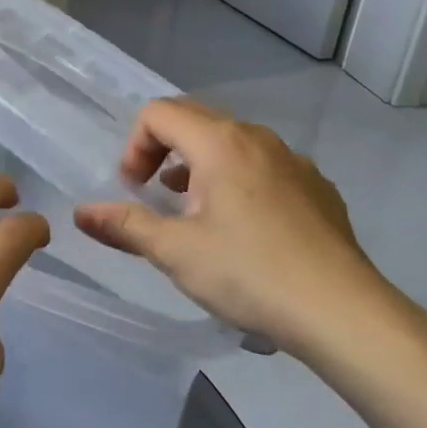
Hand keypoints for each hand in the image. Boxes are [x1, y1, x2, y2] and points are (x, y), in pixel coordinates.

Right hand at [74, 99, 419, 363]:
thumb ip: (125, 225)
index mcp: (220, 143)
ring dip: (199, 167)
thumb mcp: (175, 251)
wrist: (345, 314)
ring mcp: (294, 162)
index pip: (159, 113)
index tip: (135, 189)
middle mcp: (258, 139)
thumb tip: (81, 213)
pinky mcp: (318, 189)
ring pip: (231, 144)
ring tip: (194, 215)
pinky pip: (263, 167)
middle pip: (194, 120)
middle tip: (155, 196)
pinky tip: (243, 231)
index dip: (134, 146)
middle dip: (162, 151)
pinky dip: (237, 182)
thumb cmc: (250, 274)